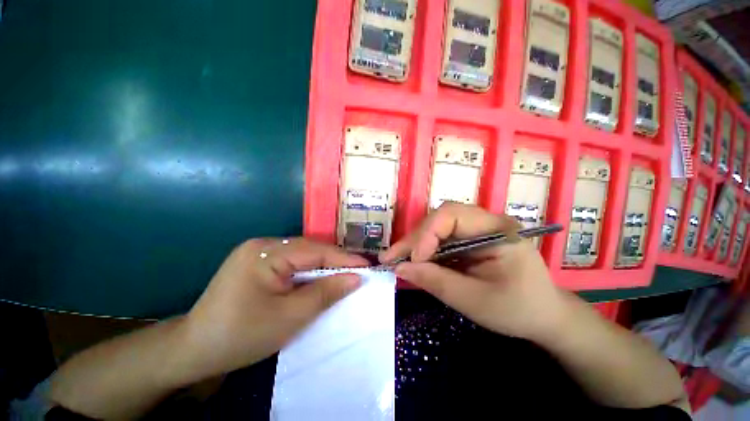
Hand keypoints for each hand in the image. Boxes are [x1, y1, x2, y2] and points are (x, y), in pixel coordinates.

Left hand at [178, 238, 367, 380]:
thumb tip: (356, 278)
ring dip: (323, 266)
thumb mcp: (290, 317)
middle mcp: (262, 243)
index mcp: (266, 252)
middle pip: (309, 249)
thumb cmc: (241, 335)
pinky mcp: (256, 261)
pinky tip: (318, 278)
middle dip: (335, 262)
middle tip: (358, 271)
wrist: (194, 350)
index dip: (344, 258)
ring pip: (302, 254)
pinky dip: (308, 270)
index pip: (316, 251)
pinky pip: (291, 261)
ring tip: (344, 274)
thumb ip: (326, 293)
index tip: (367, 266)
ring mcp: (257, 251)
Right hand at [380, 203, 568, 342]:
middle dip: (415, 238)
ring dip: (417, 243)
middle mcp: (486, 222)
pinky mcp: (471, 239)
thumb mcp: (475, 301)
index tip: (412, 260)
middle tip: (392, 258)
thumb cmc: (517, 310)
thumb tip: (399, 268)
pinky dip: (426, 249)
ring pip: (437, 226)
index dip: (426, 234)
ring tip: (398, 259)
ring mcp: (478, 229)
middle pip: (441, 218)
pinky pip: (442, 237)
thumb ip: (435, 281)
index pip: (451, 215)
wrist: (544, 316)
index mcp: (498, 230)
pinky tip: (415, 261)